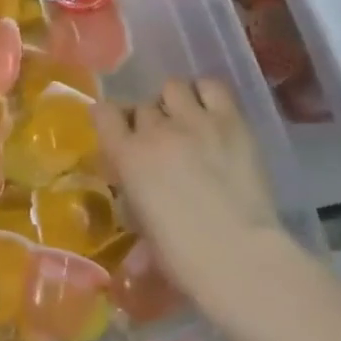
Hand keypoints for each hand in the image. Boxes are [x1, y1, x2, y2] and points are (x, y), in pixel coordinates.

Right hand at [94, 78, 292, 323]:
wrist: (236, 253)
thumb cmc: (180, 254)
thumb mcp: (141, 226)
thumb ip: (133, 200)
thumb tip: (135, 200)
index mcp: (126, 156)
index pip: (104, 113)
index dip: (109, 119)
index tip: (117, 132)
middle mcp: (155, 130)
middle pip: (142, 106)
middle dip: (147, 120)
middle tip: (161, 142)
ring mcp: (194, 121)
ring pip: (173, 87)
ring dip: (174, 102)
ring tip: (186, 121)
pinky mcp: (231, 120)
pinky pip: (212, 86)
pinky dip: (206, 94)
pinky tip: (211, 113)